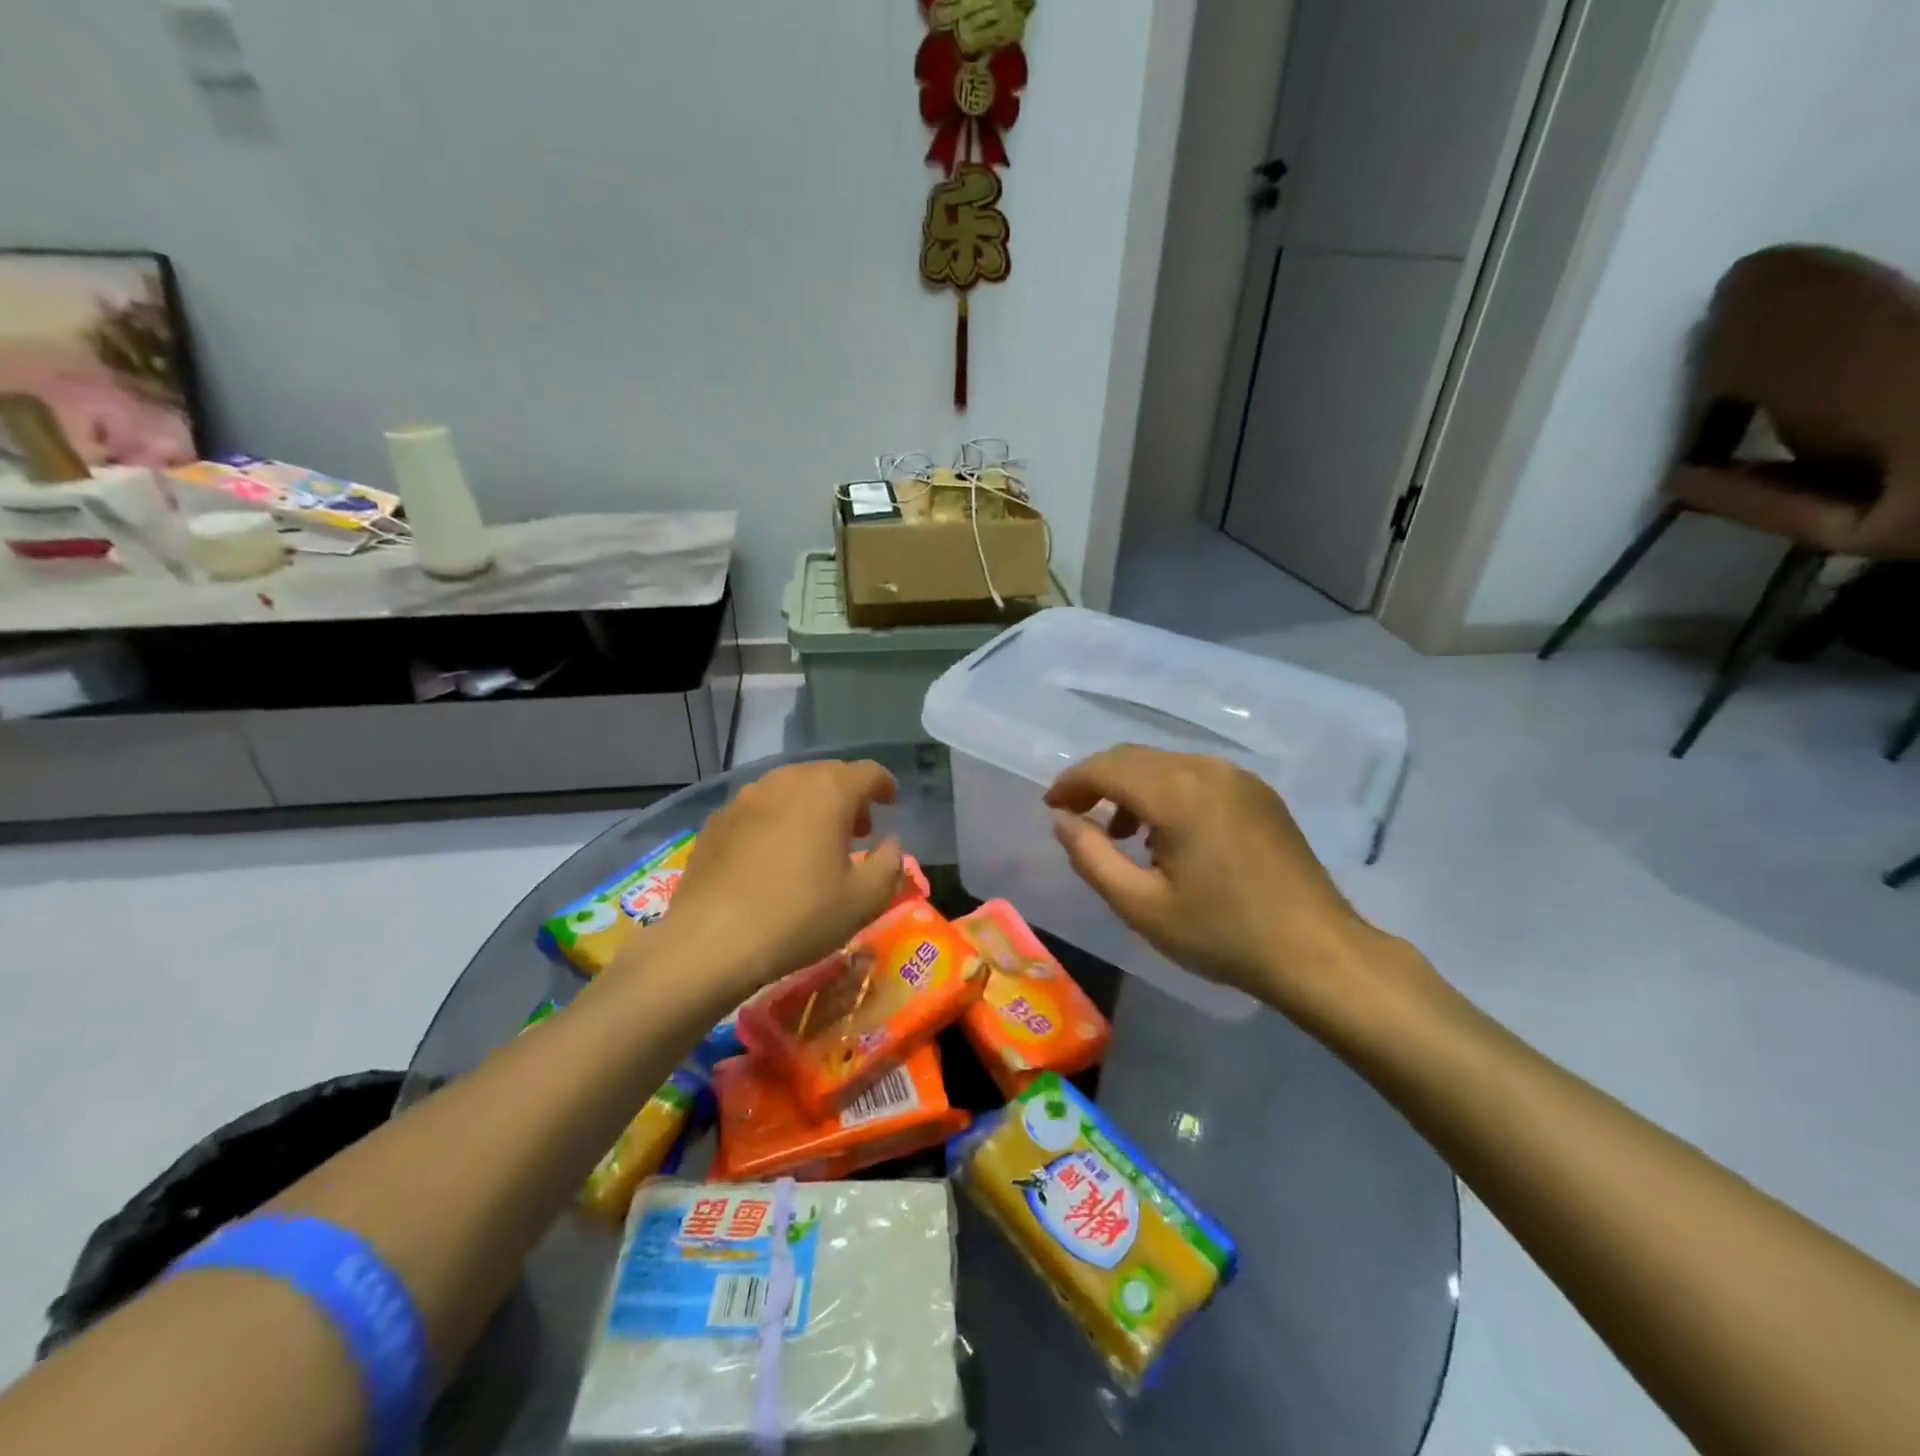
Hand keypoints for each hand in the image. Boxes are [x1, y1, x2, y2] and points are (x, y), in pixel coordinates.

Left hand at [649, 759, 905, 998]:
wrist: (711, 941)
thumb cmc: (799, 916)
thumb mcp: (864, 900)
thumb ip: (890, 865)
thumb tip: (891, 845)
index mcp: (829, 791)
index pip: (868, 772)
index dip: (884, 785)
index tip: (890, 804)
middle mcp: (787, 781)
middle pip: (827, 774)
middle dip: (848, 796)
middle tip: (857, 830)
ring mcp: (746, 798)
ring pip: (790, 787)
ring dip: (811, 804)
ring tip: (815, 840)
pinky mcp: (717, 820)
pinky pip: (759, 808)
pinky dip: (776, 819)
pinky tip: (773, 854)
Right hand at [1044, 745, 1398, 1019]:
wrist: (1316, 951)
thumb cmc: (1222, 934)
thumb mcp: (1141, 906)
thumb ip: (1092, 858)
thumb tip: (1063, 821)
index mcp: (1178, 793)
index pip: (1107, 767)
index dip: (1072, 783)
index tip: (1051, 807)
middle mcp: (1208, 769)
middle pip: (1134, 758)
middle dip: (1097, 781)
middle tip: (1076, 817)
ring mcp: (1238, 777)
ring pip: (1165, 764)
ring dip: (1131, 787)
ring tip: (1120, 834)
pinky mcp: (1258, 793)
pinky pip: (1195, 775)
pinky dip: (1165, 792)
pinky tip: (1167, 833)